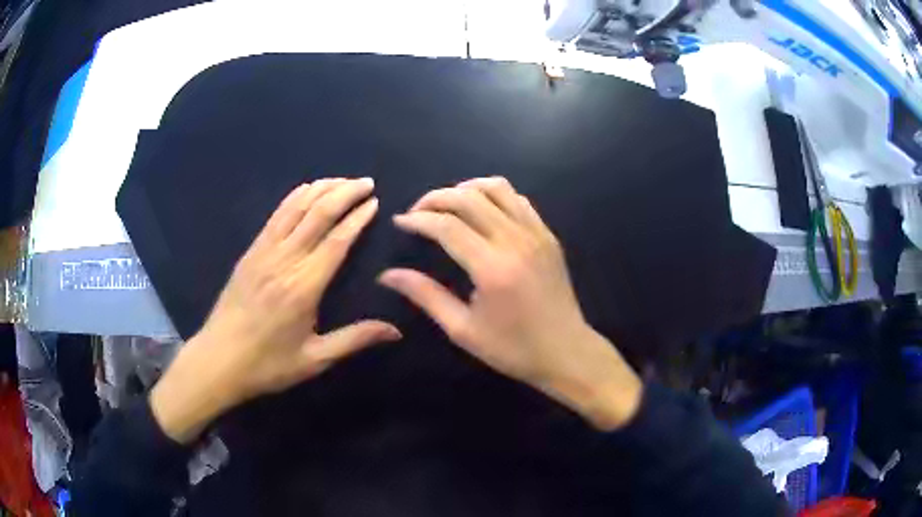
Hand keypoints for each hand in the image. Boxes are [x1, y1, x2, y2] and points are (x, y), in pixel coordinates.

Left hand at [151, 178, 400, 442]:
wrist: (218, 360)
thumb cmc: (268, 364)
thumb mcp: (314, 359)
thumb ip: (355, 340)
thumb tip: (396, 332)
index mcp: (303, 287)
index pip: (337, 240)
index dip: (357, 218)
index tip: (374, 202)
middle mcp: (284, 260)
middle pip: (318, 214)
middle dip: (344, 193)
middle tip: (366, 182)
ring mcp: (264, 252)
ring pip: (296, 208)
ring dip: (321, 189)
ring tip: (342, 181)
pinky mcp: (251, 252)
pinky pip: (276, 215)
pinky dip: (295, 197)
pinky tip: (306, 189)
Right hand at [380, 178, 641, 430]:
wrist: (566, 351)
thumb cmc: (512, 348)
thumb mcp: (462, 330)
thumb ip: (425, 295)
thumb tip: (387, 275)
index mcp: (492, 267)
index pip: (447, 226)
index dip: (418, 219)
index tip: (400, 221)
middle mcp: (515, 240)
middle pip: (468, 197)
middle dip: (436, 198)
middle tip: (417, 212)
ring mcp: (536, 233)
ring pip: (496, 188)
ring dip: (465, 189)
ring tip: (447, 206)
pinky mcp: (548, 234)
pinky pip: (518, 199)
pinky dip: (494, 195)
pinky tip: (482, 212)